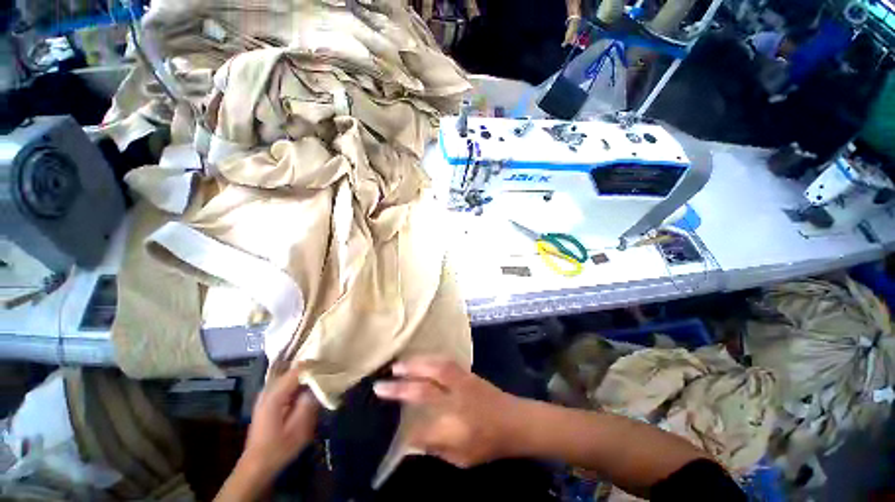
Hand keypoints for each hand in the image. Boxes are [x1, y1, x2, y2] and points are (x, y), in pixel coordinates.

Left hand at [243, 366, 319, 475]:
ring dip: (306, 377)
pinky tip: (308, 391)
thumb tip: (320, 385)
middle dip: (312, 371)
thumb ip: (308, 404)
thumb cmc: (278, 449)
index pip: (298, 370)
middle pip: (294, 371)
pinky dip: (299, 384)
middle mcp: (268, 390)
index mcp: (274, 396)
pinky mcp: (268, 401)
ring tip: (322, 381)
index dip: (316, 367)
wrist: (256, 466)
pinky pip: (286, 384)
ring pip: (290, 377)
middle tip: (329, 375)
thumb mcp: (298, 430)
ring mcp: (266, 395)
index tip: (331, 370)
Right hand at [373, 356, 525, 467]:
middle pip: (425, 391)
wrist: (516, 420)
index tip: (392, 431)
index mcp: (458, 428)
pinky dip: (429, 359)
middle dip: (401, 388)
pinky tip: (420, 359)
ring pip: (436, 369)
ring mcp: (464, 383)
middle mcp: (458, 401)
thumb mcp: (464, 458)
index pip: (424, 430)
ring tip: (397, 365)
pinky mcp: (467, 373)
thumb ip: (437, 447)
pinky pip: (446, 363)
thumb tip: (412, 439)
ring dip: (414, 365)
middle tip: (380, 384)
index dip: (407, 431)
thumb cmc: (490, 443)